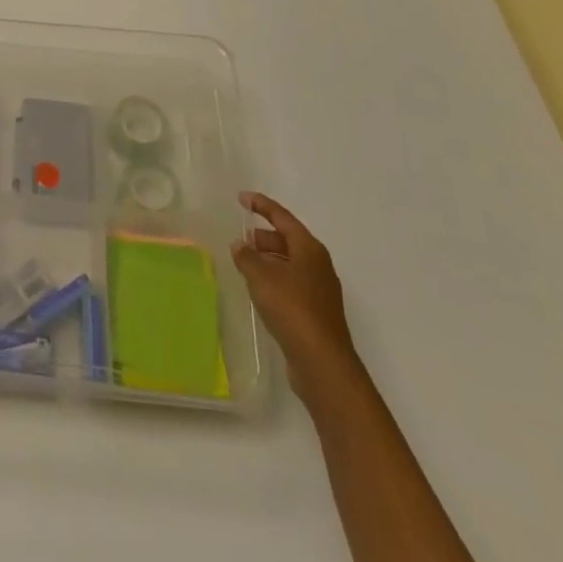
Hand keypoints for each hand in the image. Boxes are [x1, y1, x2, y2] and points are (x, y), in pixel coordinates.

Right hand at [231, 191, 360, 400]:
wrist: (323, 363)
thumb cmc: (292, 309)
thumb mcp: (261, 277)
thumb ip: (247, 257)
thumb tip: (240, 244)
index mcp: (309, 249)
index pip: (282, 218)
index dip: (261, 205)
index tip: (242, 198)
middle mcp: (318, 265)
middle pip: (288, 240)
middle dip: (264, 236)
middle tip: (241, 239)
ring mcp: (320, 290)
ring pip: (290, 263)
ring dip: (268, 259)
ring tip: (245, 263)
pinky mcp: (316, 312)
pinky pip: (291, 283)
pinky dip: (274, 278)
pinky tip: (259, 289)